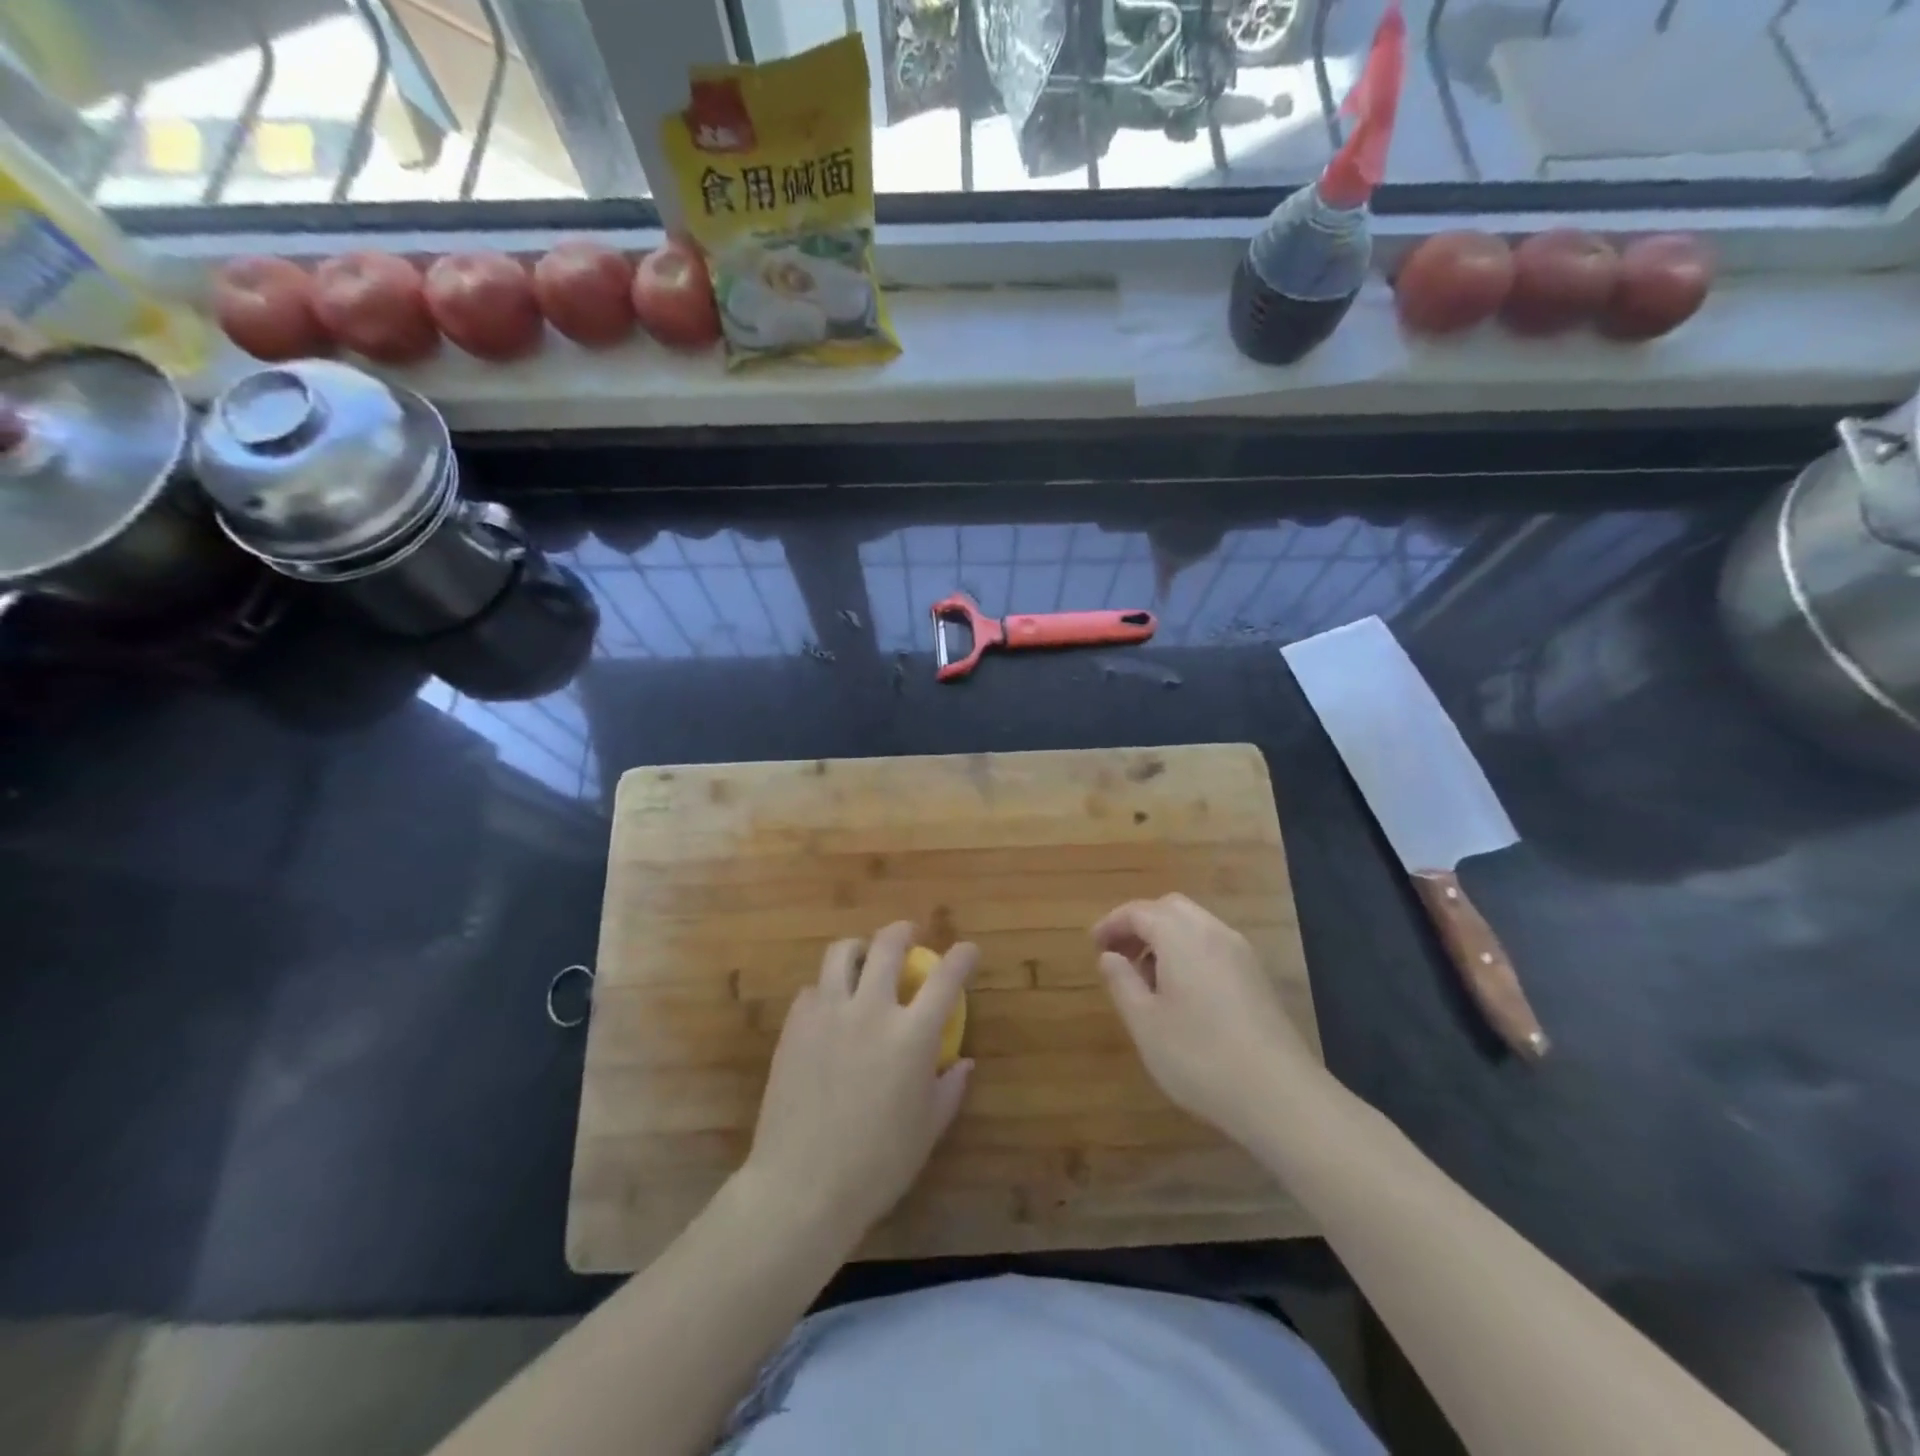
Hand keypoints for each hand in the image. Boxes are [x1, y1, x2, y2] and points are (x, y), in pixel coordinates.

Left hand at [742, 922, 975, 1250]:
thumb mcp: (927, 1130)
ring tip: (864, 957)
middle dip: (903, 932)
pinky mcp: (796, 1025)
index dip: (962, 957)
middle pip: (888, 945)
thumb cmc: (877, 1165)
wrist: (801, 1185)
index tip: (968, 951)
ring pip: (842, 953)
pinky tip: (830, 1007)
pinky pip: (813, 989)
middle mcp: (871, 1010)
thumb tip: (964, 1061)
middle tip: (908, 934)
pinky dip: (828, 988)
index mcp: (912, 1035)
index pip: (945, 978)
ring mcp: (828, 1013)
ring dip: (860, 948)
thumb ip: (949, 1088)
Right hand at [1093, 893, 1320, 1145]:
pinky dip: (1188, 951)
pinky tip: (1181, 991)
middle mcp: (1213, 932)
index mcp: (1181, 937)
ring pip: (1195, 925)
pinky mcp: (1256, 976)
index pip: (1139, 911)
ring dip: (1165, 937)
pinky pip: (1213, 945)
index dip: (1112, 924)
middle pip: (1170, 908)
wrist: (1279, 1095)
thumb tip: (1109, 956)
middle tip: (1118, 954)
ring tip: (1146, 976)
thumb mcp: (1145, 1023)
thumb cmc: (1199, 1057)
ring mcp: (1240, 953)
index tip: (1094, 945)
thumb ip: (1122, 982)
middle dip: (1140, 923)